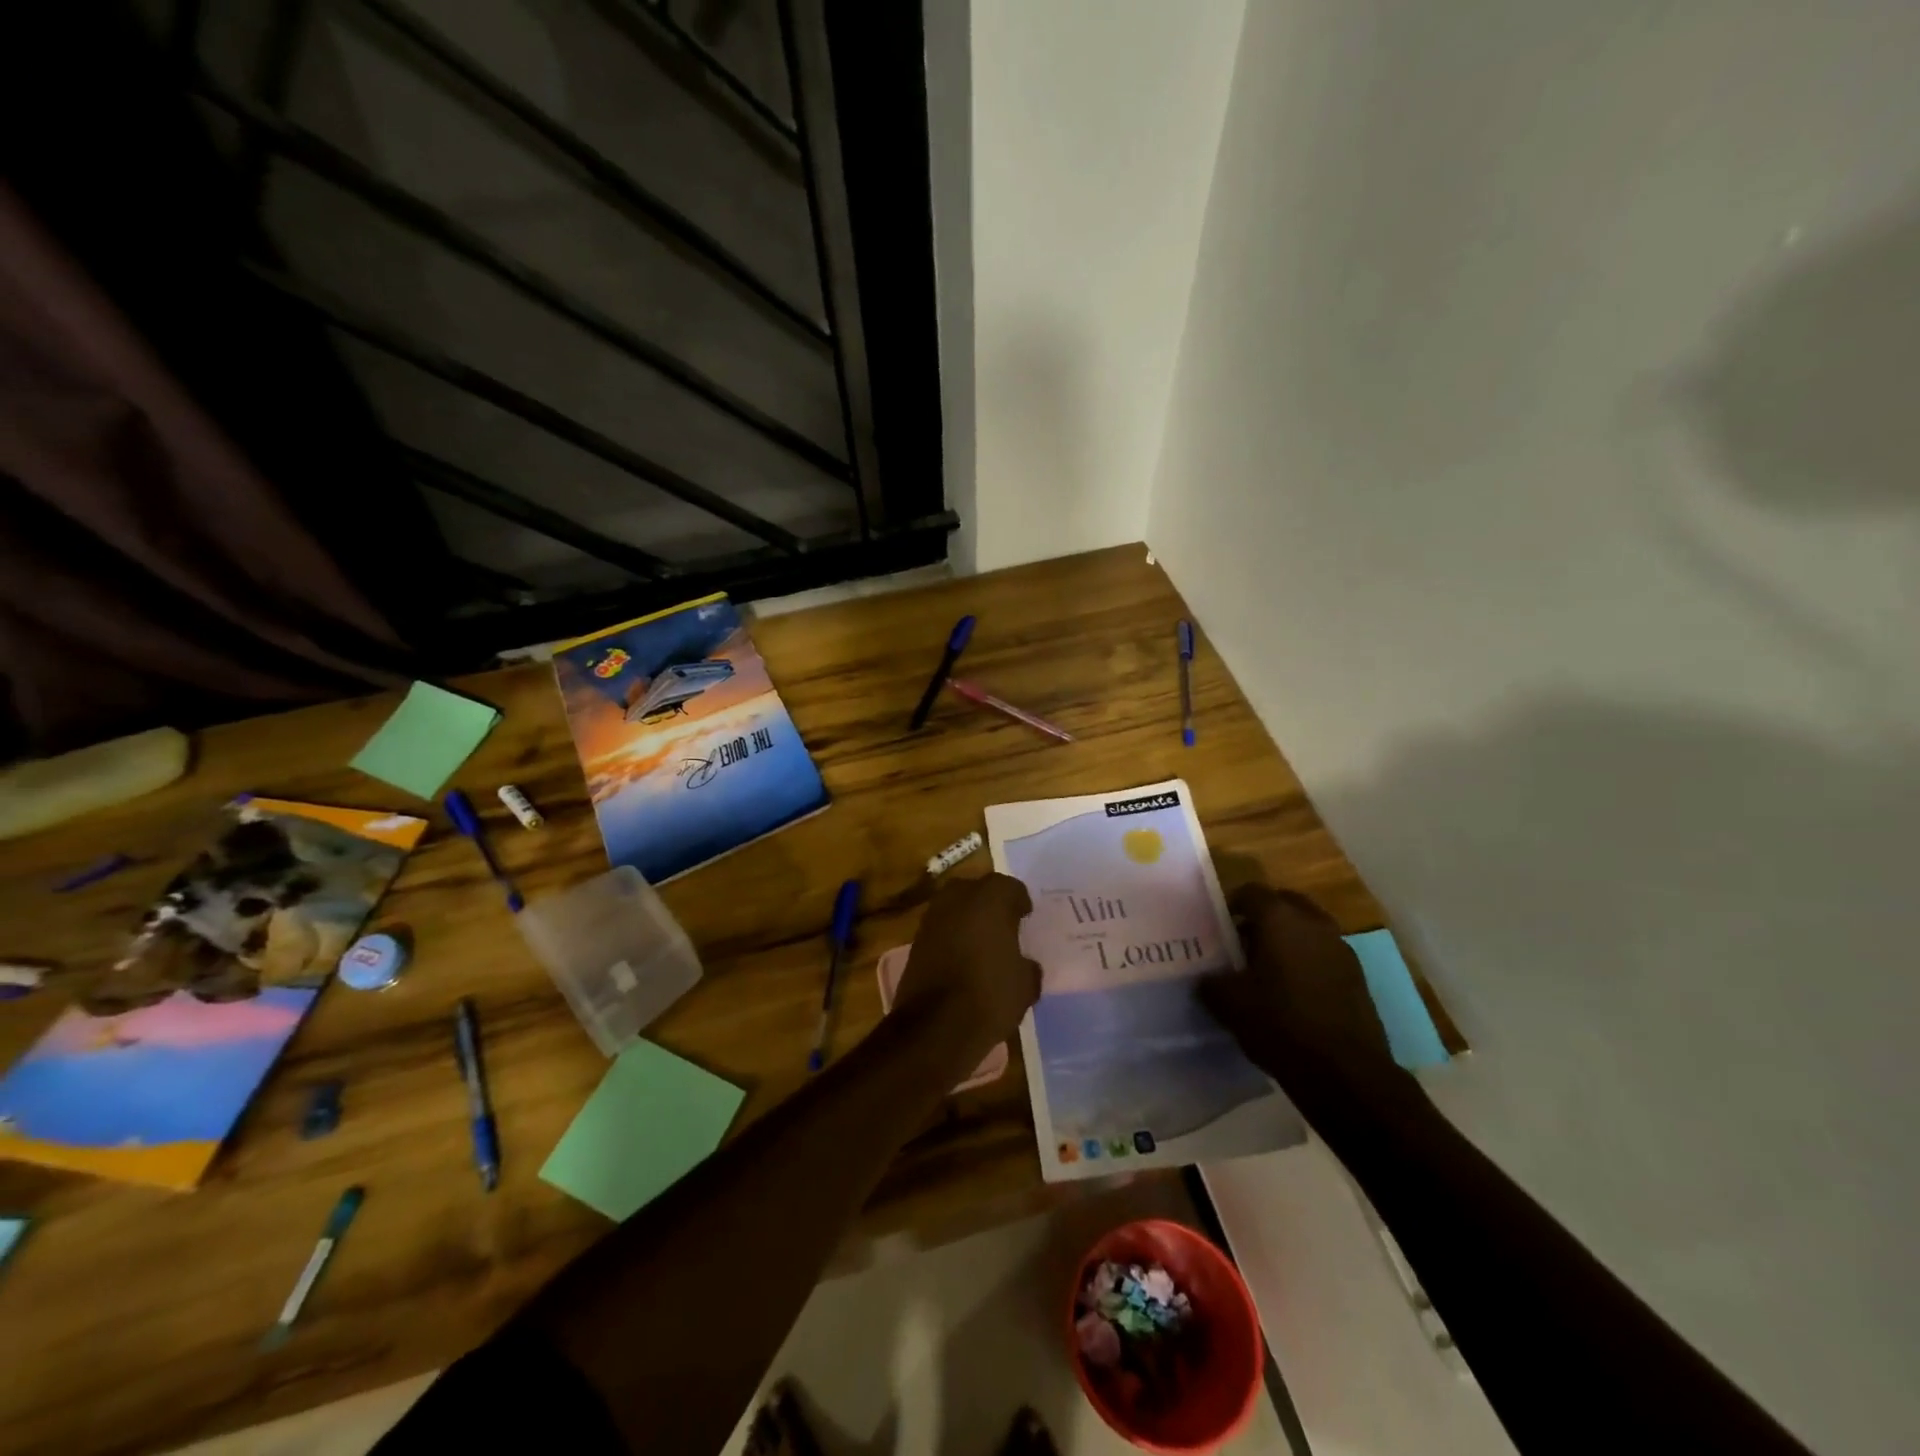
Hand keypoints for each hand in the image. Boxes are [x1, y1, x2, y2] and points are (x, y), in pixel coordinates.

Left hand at [893, 873, 1041, 1070]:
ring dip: (968, 918)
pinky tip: (962, 959)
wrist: (935, 1026)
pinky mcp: (916, 940)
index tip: (1025, 918)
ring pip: (955, 907)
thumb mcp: (1026, 985)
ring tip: (982, 943)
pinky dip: (951, 937)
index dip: (1020, 902)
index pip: (1011, 887)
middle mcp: (958, 897)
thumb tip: (1025, 965)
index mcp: (991, 898)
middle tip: (1004, 926)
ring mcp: (932, 917)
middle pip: (978, 890)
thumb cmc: (990, 995)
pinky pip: (941, 928)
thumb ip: (1028, 967)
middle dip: (991, 904)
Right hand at [1199, 884, 1404, 1106]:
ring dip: (1288, 940)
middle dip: (1263, 917)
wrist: (1346, 1073)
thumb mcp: (1229, 1004)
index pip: (1251, 892)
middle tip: (1242, 941)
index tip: (1218, 924)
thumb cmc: (1280, 1024)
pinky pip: (1324, 955)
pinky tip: (1292, 992)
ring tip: (1266, 969)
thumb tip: (1208, 978)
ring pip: (1308, 930)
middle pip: (1285, 904)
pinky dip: (1307, 962)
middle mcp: (1315, 924)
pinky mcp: (1358, 978)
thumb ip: (1211, 982)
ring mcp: (1342, 950)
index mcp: (1281, 919)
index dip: (1231, 904)